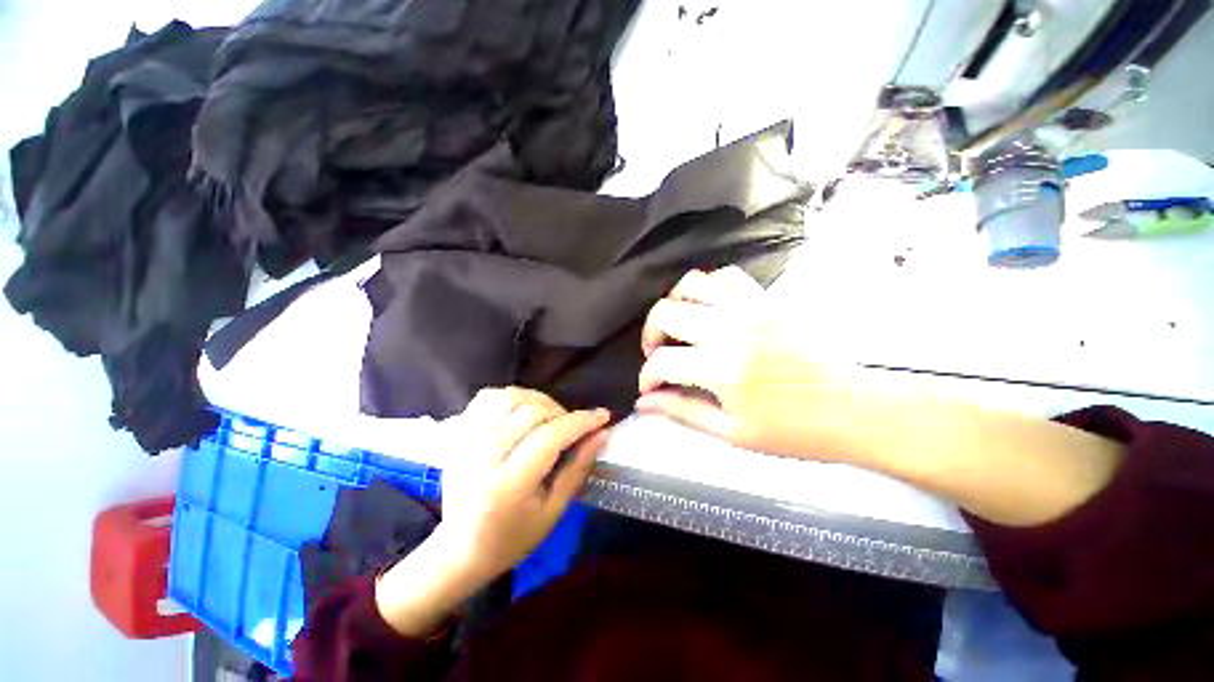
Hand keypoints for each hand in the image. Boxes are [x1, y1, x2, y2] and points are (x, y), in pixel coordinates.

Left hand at [376, 387, 609, 636]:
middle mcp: (483, 455)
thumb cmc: (512, 536)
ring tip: (550, 419)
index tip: (603, 416)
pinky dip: (512, 397)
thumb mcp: (554, 511)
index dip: (581, 422)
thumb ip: (578, 468)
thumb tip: (602, 433)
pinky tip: (522, 411)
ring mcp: (467, 439)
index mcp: (507, 484)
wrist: (459, 546)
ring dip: (540, 401)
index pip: (550, 436)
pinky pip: (490, 396)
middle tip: (574, 428)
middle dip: (562, 413)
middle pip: (532, 411)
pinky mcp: (459, 432)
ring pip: (512, 397)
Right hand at [636, 267, 861, 459]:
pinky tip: (707, 309)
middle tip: (658, 357)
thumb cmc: (796, 430)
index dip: (647, 377)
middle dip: (650, 336)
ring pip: (690, 284)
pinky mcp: (765, 300)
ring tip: (677, 329)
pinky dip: (706, 287)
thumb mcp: (732, 432)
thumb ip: (682, 411)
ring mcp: (749, 308)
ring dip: (673, 305)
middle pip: (665, 313)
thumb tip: (644, 404)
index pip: (661, 362)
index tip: (649, 389)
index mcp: (722, 368)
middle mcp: (730, 328)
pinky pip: (725, 276)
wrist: (854, 408)